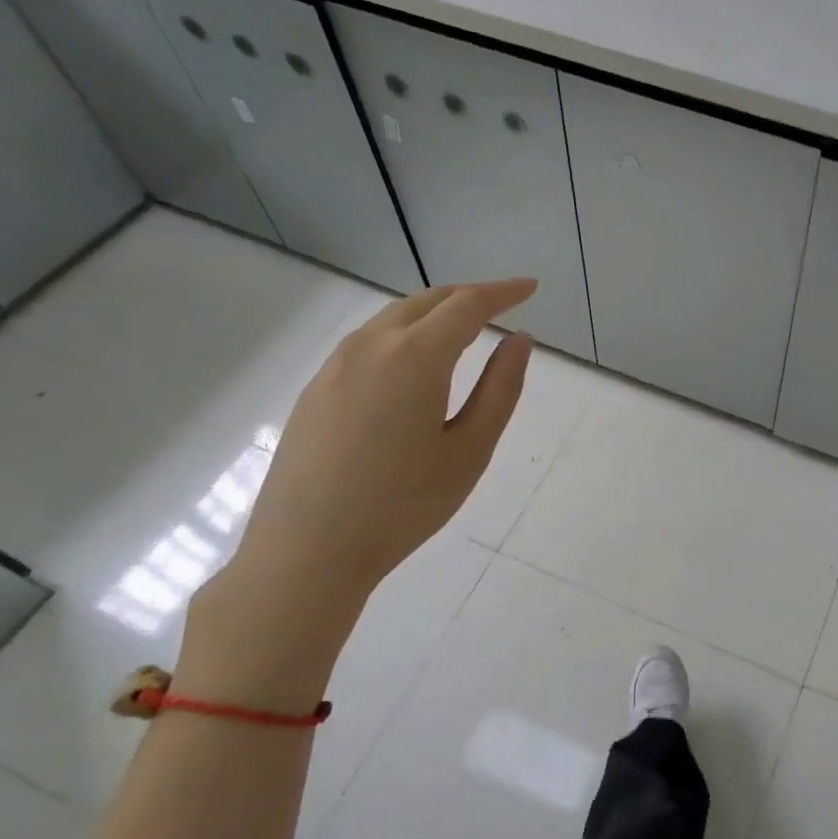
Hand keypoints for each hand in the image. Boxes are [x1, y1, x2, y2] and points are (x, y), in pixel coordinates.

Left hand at [178, 280, 535, 706]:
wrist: (306, 551)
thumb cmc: (403, 505)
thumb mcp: (469, 450)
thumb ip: (500, 389)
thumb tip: (519, 340)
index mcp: (415, 356)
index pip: (467, 305)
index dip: (503, 292)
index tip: (530, 287)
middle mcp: (370, 346)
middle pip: (427, 301)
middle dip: (468, 296)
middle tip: (502, 304)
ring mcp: (335, 365)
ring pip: (393, 318)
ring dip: (433, 313)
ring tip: (463, 330)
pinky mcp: (315, 388)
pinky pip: (368, 342)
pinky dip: (403, 334)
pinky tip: (413, 364)